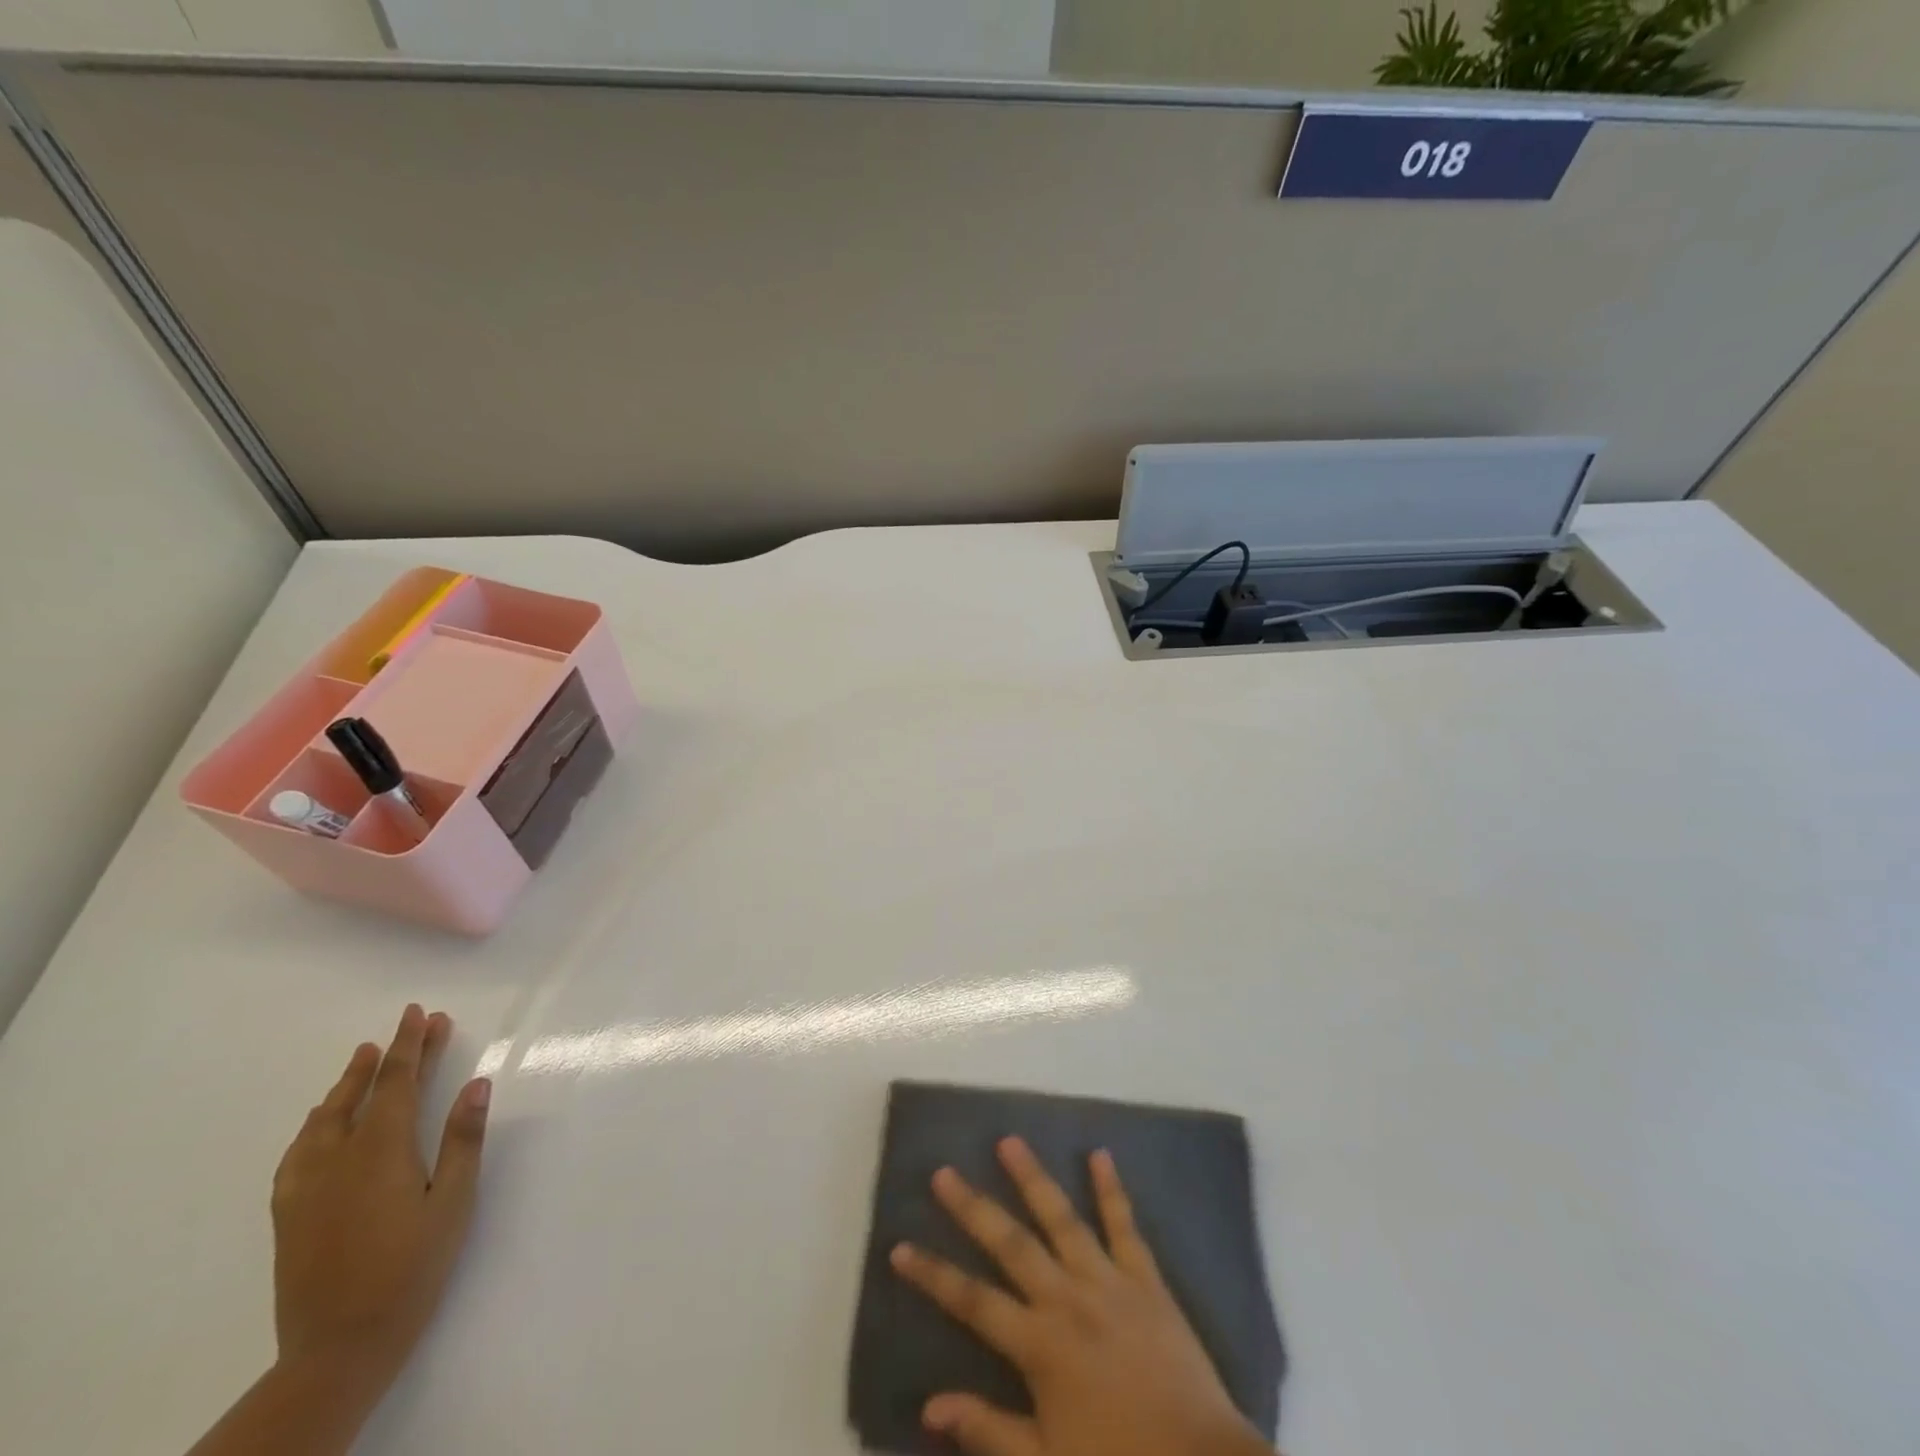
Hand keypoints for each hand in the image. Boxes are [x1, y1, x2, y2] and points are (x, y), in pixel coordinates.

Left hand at [270, 1004, 490, 1396]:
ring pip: (324, 1118)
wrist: (337, 1348)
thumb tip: (476, 1083)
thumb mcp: (454, 1202)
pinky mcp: (289, 1213)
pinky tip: (320, 1123)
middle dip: (389, 1055)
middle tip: (411, 1023)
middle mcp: (337, 1158)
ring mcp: (306, 1186)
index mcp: (381, 1151)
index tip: (420, 1013)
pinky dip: (315, 1123)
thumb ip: (463, 1140)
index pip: (399, 1082)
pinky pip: (298, 1151)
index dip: (411, 1044)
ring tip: (362, 1060)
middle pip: (365, 1092)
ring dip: (348, 1084)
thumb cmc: (411, 1268)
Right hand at [890, 1139, 1273, 1455]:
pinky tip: (1100, 1154)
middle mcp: (1068, 1299)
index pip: (972, 1302)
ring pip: (1062, 1218)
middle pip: (1010, 1244)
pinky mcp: (1146, 1279)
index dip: (933, 1274)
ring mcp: (1108, 1282)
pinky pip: (1125, 1225)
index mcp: (1040, 1345)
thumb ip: (989, 1429)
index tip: (900, 1247)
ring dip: (1033, 1178)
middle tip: (944, 1172)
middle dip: (973, 1208)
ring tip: (1009, 1140)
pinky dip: (1111, 1189)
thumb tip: (930, 1405)